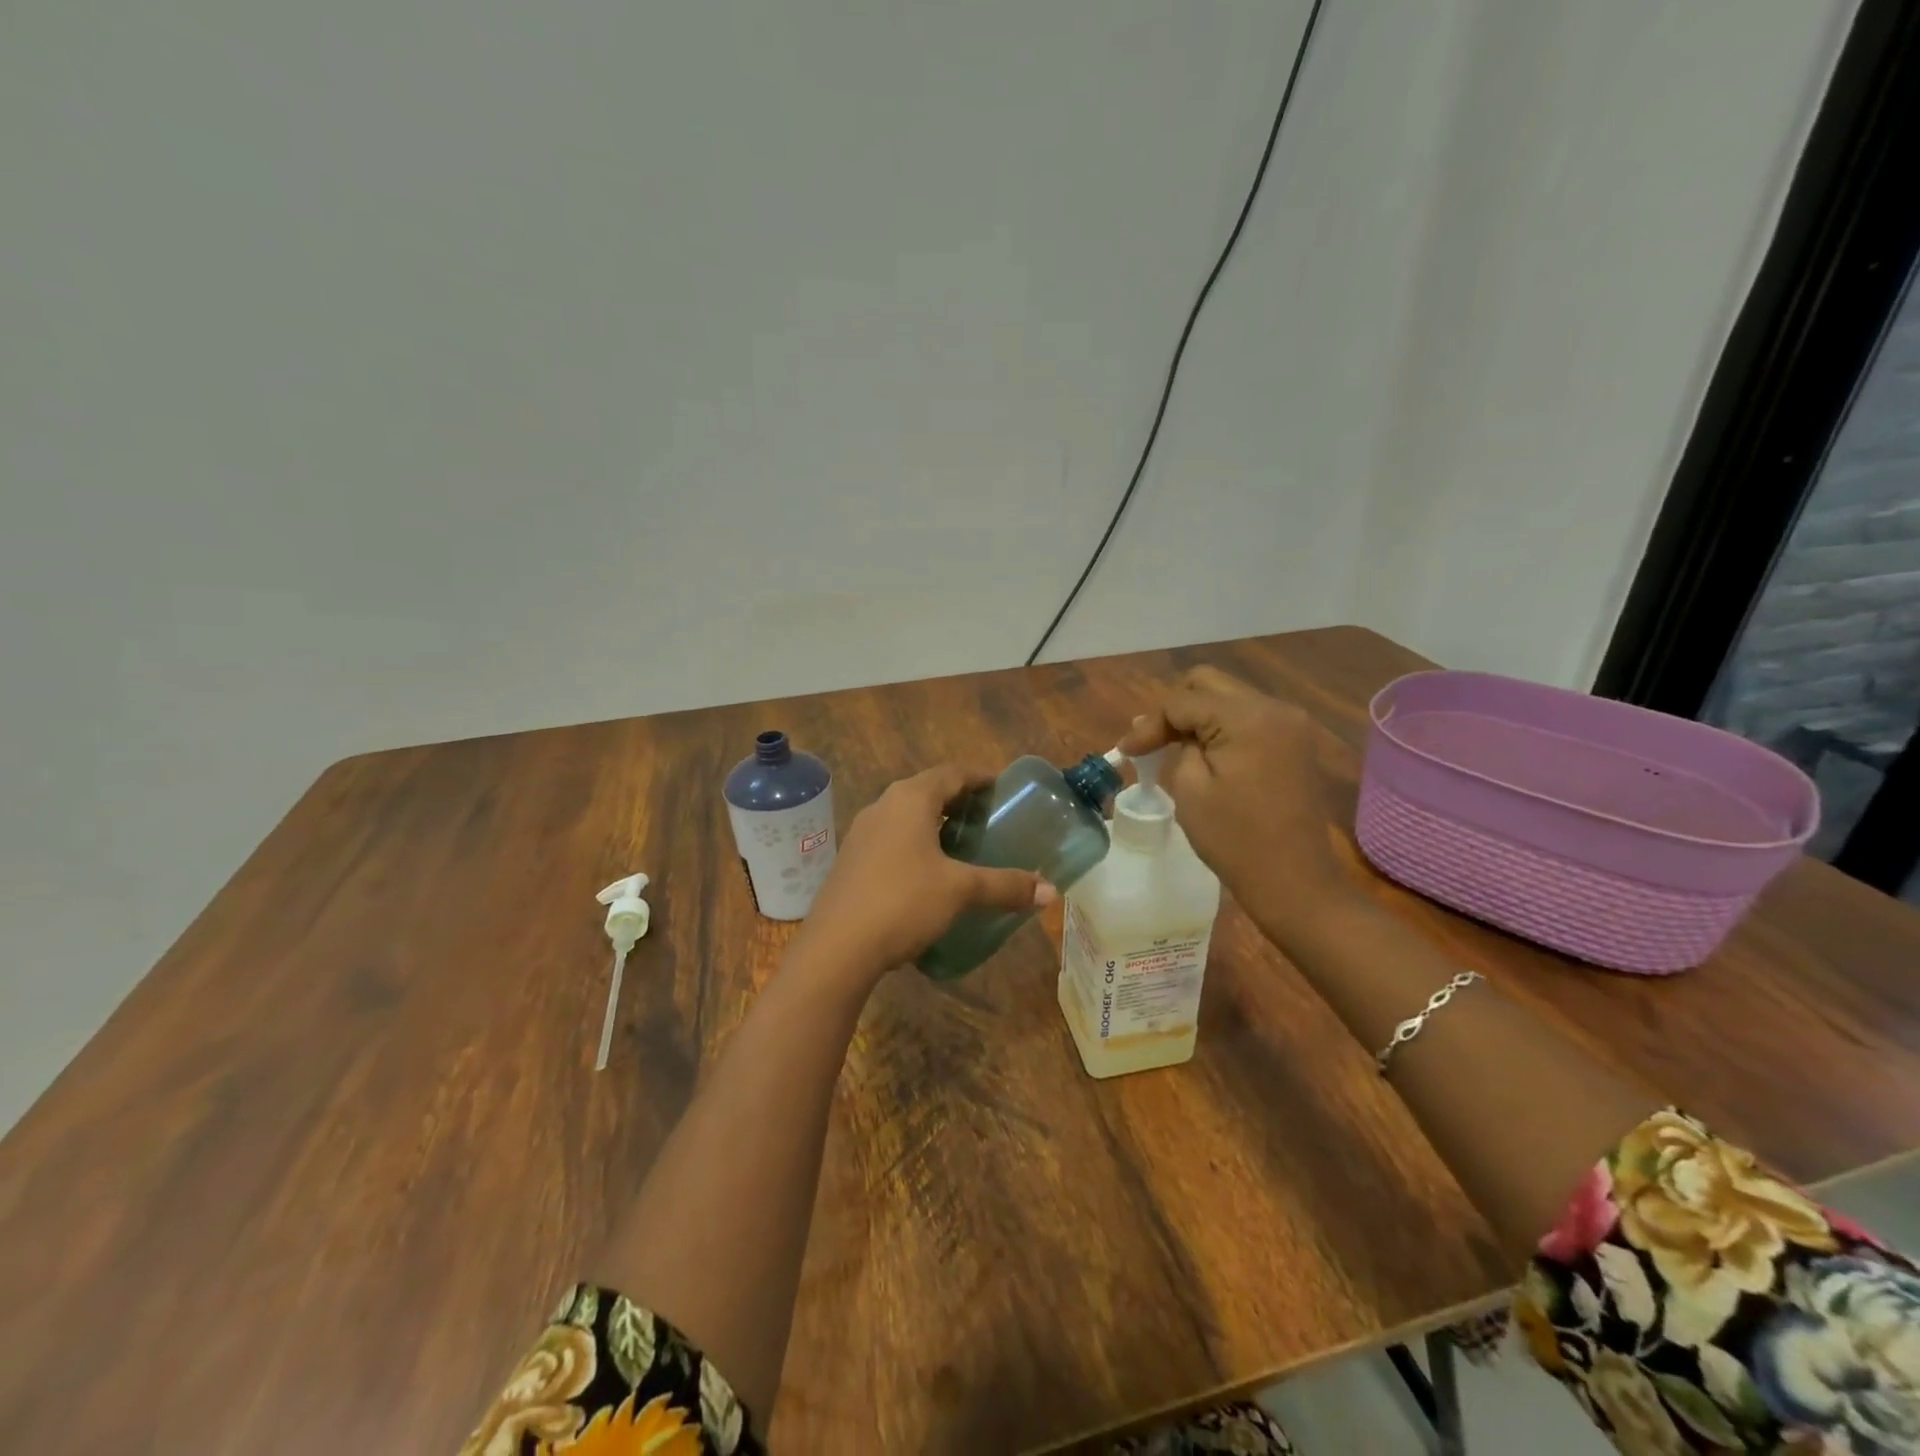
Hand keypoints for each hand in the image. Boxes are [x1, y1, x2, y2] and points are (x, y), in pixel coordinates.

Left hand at [789, 765, 1055, 990]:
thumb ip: (1005, 886)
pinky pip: (892, 839)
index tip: (1004, 790)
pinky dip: (916, 845)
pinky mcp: (851, 860)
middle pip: (929, 792)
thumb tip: (1050, 891)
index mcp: (910, 799)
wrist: (837, 947)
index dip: (980, 778)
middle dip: (960, 802)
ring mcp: (862, 833)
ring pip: (907, 816)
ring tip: (965, 847)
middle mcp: (883, 806)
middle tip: (990, 820)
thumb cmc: (903, 902)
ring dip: (936, 825)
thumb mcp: (960, 891)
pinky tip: (930, 873)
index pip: (952, 773)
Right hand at [1119, 666, 1355, 944]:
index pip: (1183, 700)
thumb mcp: (1191, 789)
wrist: (1294, 880)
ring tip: (1172, 748)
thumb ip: (1175, 746)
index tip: (1126, 751)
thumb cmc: (1235, 839)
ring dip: (1197, 717)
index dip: (1150, 723)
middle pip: (1208, 683)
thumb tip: (1162, 729)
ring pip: (1228, 697)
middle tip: (1151, 743)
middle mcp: (1274, 708)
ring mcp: (1290, 723)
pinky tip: (1204, 754)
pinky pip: (1248, 717)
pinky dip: (1221, 728)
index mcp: (1248, 718)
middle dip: (1173, 710)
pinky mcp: (1294, 741)